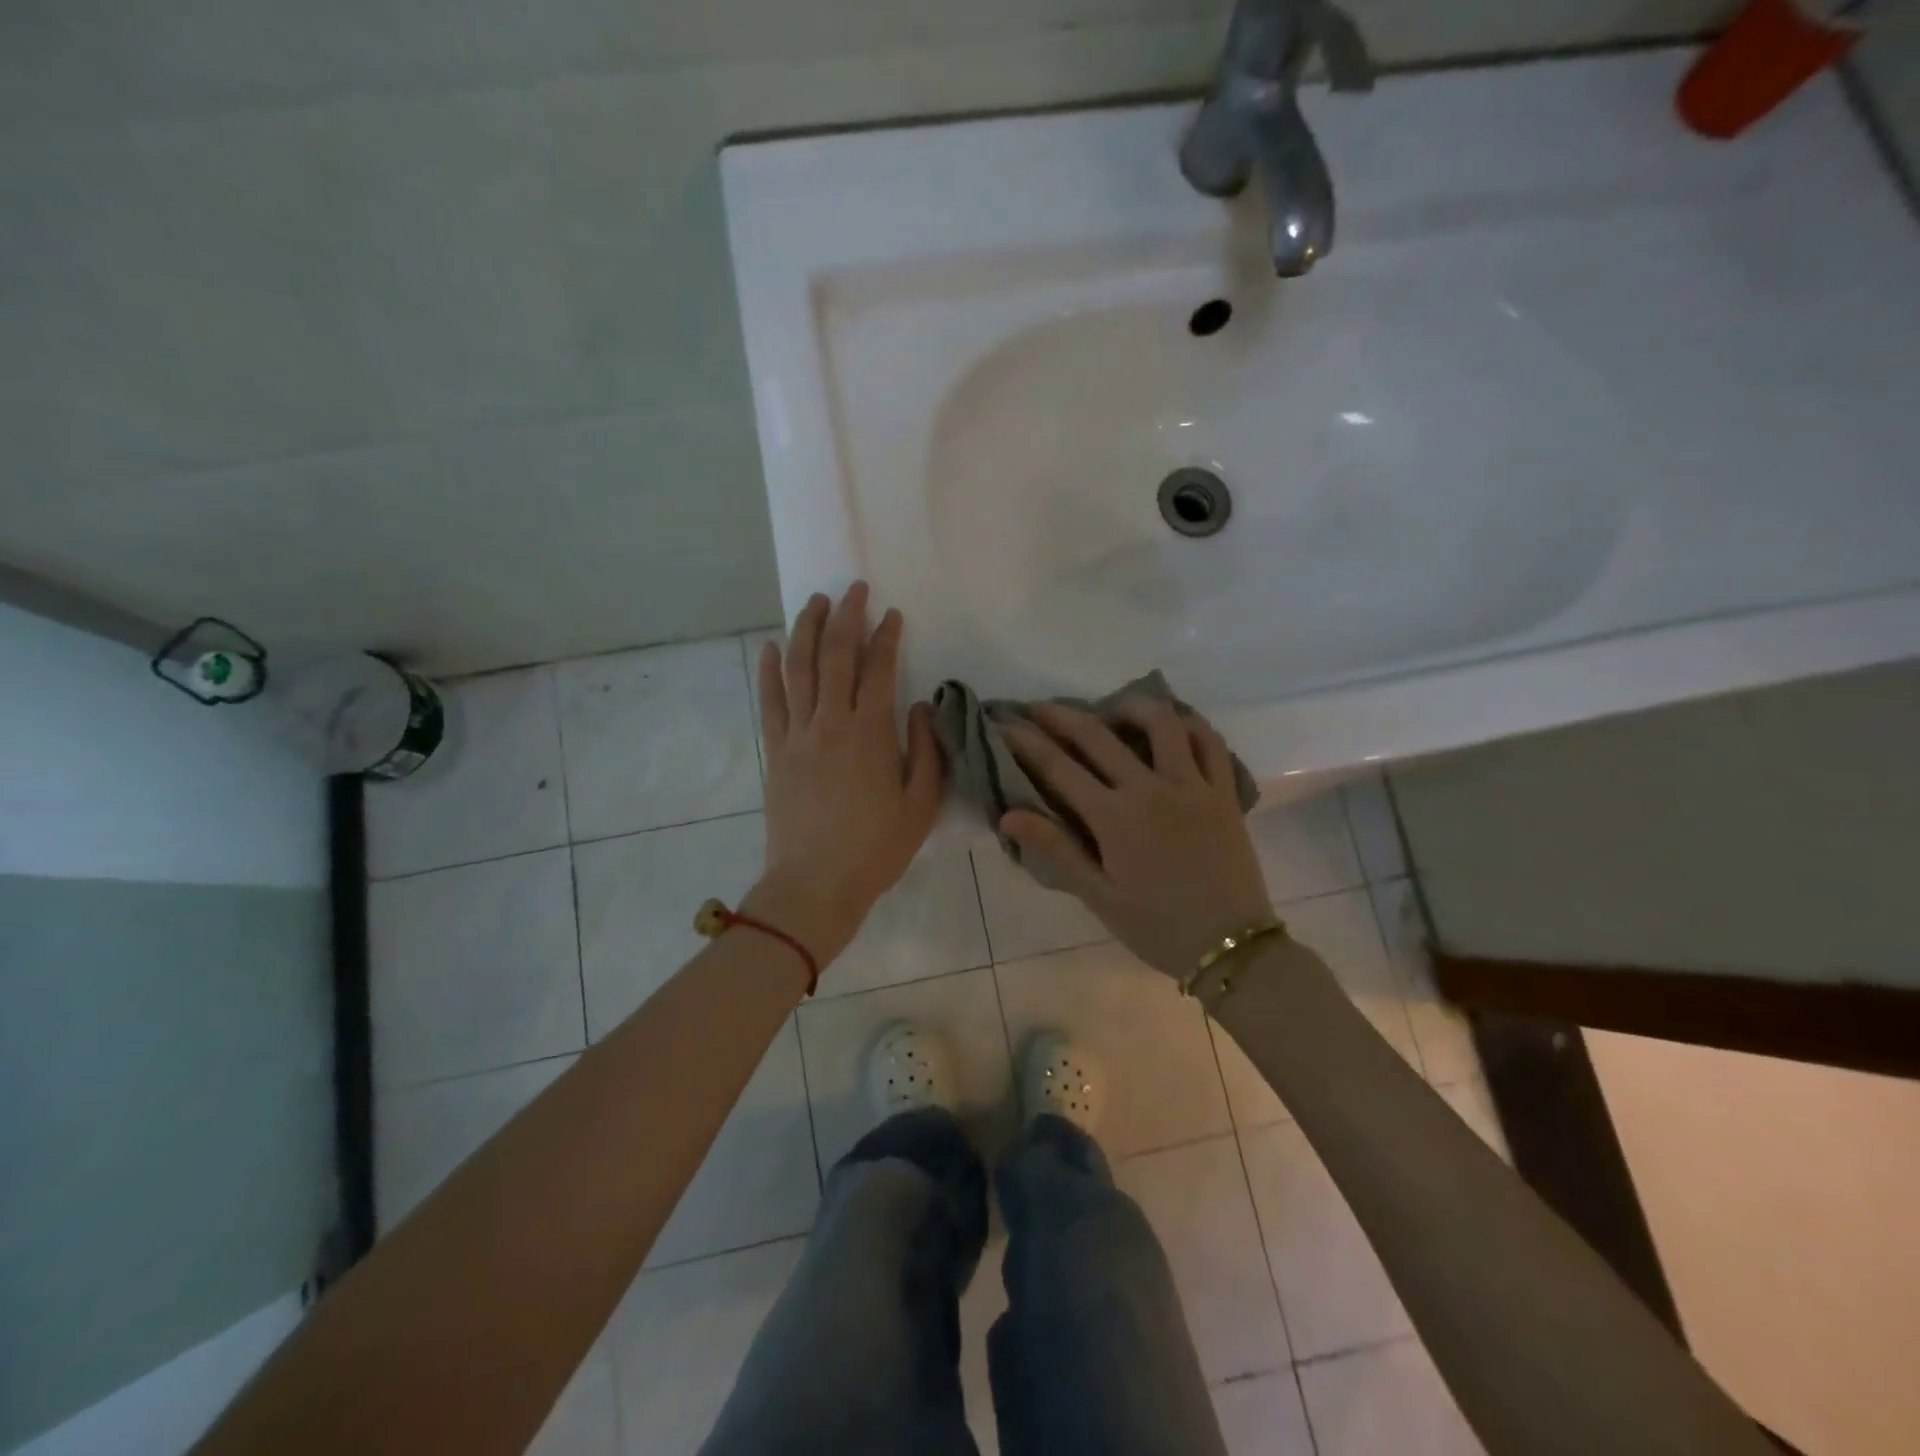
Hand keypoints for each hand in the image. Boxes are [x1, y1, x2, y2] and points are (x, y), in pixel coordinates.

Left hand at [745, 582, 944, 965]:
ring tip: (814, 601)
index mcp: (870, 733)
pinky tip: (772, 646)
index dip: (886, 636)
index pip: (878, 668)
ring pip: (798, 668)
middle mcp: (830, 722)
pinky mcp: (775, 751)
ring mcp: (797, 735)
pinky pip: (770, 701)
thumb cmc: (876, 848)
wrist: (815, 885)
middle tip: (853, 589)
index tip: (893, 614)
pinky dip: (770, 670)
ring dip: (806, 629)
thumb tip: (920, 706)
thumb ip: (926, 750)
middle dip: (845, 616)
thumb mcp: (921, 804)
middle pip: (834, 655)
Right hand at [1000, 702, 1271, 980]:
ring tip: (1112, 713)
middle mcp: (1151, 789)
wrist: (1230, 946)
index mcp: (1114, 817)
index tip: (1003, 724)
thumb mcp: (1098, 896)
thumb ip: (1055, 849)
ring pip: (1162, 723)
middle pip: (1098, 735)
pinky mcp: (1223, 793)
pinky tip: (1174, 726)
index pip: (1058, 766)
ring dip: (1130, 708)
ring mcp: (1192, 785)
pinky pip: (1210, 743)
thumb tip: (1008, 815)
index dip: (1025, 742)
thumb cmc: (1157, 927)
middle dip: (1061, 716)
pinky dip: (1189, 725)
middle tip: (1039, 708)